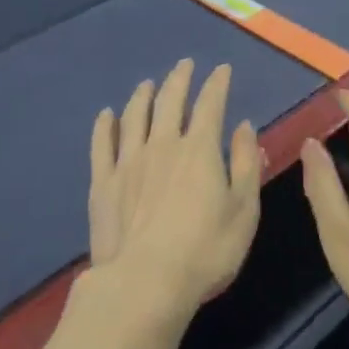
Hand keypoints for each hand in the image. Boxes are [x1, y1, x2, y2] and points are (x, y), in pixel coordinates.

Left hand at [88, 60, 261, 324]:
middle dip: (179, 79)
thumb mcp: (244, 209)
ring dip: (142, 96)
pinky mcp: (103, 182)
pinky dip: (104, 126)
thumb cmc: (206, 250)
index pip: (210, 104)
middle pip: (170, 101)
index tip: (221, 70)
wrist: (145, 283)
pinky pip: (102, 144)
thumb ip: (246, 163)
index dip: (217, 84)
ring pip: (134, 116)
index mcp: (199, 148)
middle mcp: (162, 144)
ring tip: (147, 84)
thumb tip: (244, 125)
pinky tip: (106, 115)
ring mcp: (128, 161)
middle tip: (184, 65)